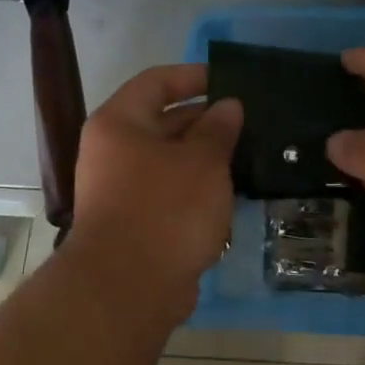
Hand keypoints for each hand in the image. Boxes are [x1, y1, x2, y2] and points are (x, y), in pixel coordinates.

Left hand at [68, 64, 242, 307]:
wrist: (129, 288)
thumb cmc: (166, 209)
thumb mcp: (202, 162)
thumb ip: (218, 128)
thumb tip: (228, 105)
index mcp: (119, 123)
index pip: (156, 82)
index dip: (194, 76)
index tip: (231, 80)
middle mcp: (113, 151)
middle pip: (163, 121)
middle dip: (207, 120)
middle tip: (251, 121)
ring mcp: (121, 189)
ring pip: (170, 160)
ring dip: (205, 157)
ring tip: (249, 154)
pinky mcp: (134, 222)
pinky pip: (169, 192)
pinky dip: (197, 188)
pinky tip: (231, 192)